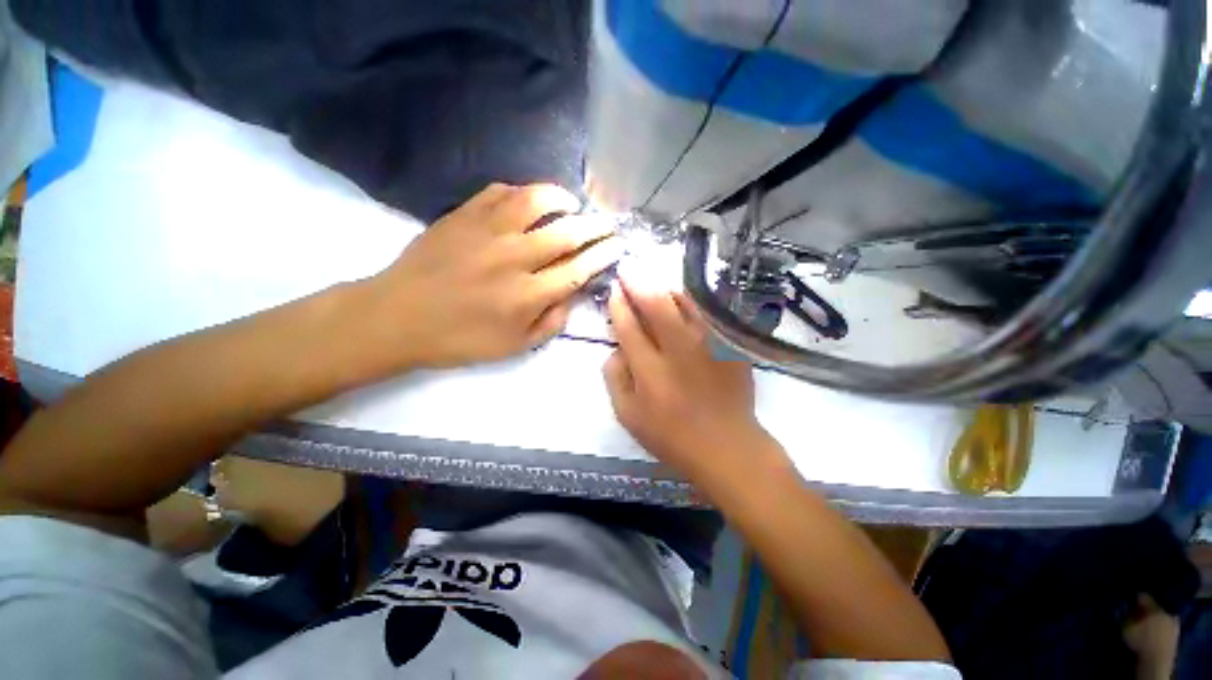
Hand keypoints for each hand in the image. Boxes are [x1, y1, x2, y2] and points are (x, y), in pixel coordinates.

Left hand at [364, 183, 622, 369]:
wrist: (398, 316)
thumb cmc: (460, 338)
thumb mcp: (513, 346)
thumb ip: (550, 322)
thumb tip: (571, 295)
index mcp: (527, 295)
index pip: (578, 269)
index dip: (602, 255)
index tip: (617, 246)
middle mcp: (514, 258)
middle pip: (567, 233)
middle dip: (596, 226)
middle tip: (609, 222)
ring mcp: (487, 231)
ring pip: (536, 201)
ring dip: (561, 198)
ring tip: (571, 203)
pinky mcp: (463, 215)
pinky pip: (500, 192)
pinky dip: (522, 192)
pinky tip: (528, 200)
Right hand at [603, 276, 775, 478]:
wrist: (726, 445)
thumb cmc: (671, 435)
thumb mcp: (628, 416)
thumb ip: (614, 378)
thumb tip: (616, 349)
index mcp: (650, 371)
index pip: (629, 327)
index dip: (618, 305)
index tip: (614, 291)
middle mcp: (679, 351)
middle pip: (656, 305)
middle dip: (638, 283)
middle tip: (628, 269)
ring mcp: (708, 345)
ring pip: (685, 302)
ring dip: (665, 286)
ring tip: (653, 279)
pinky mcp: (728, 345)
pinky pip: (707, 312)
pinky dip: (691, 301)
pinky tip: (682, 297)